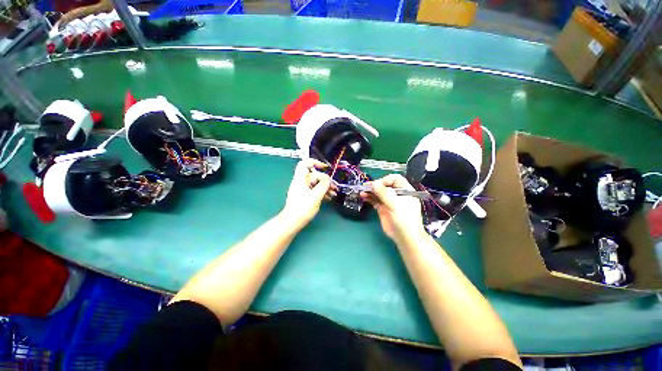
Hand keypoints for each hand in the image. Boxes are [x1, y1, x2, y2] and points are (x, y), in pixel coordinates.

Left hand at [281, 159, 334, 227]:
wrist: (292, 222)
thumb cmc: (302, 209)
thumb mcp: (315, 197)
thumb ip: (323, 186)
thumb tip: (328, 179)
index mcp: (300, 180)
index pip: (305, 164)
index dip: (315, 162)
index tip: (325, 167)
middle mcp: (301, 182)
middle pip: (314, 175)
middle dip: (326, 180)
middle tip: (334, 187)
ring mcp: (303, 189)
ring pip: (316, 183)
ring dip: (325, 187)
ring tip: (333, 193)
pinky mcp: (305, 196)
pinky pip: (315, 190)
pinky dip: (322, 192)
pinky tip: (329, 197)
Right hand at [362, 174, 425, 242]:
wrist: (405, 237)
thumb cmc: (404, 219)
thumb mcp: (395, 204)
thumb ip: (383, 193)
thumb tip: (372, 183)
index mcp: (404, 190)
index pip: (394, 179)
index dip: (385, 180)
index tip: (376, 185)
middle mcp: (396, 194)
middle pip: (384, 185)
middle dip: (375, 185)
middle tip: (365, 187)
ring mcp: (389, 201)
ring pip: (378, 193)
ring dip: (370, 191)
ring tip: (362, 192)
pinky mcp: (383, 208)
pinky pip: (375, 200)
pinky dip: (369, 197)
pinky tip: (363, 197)